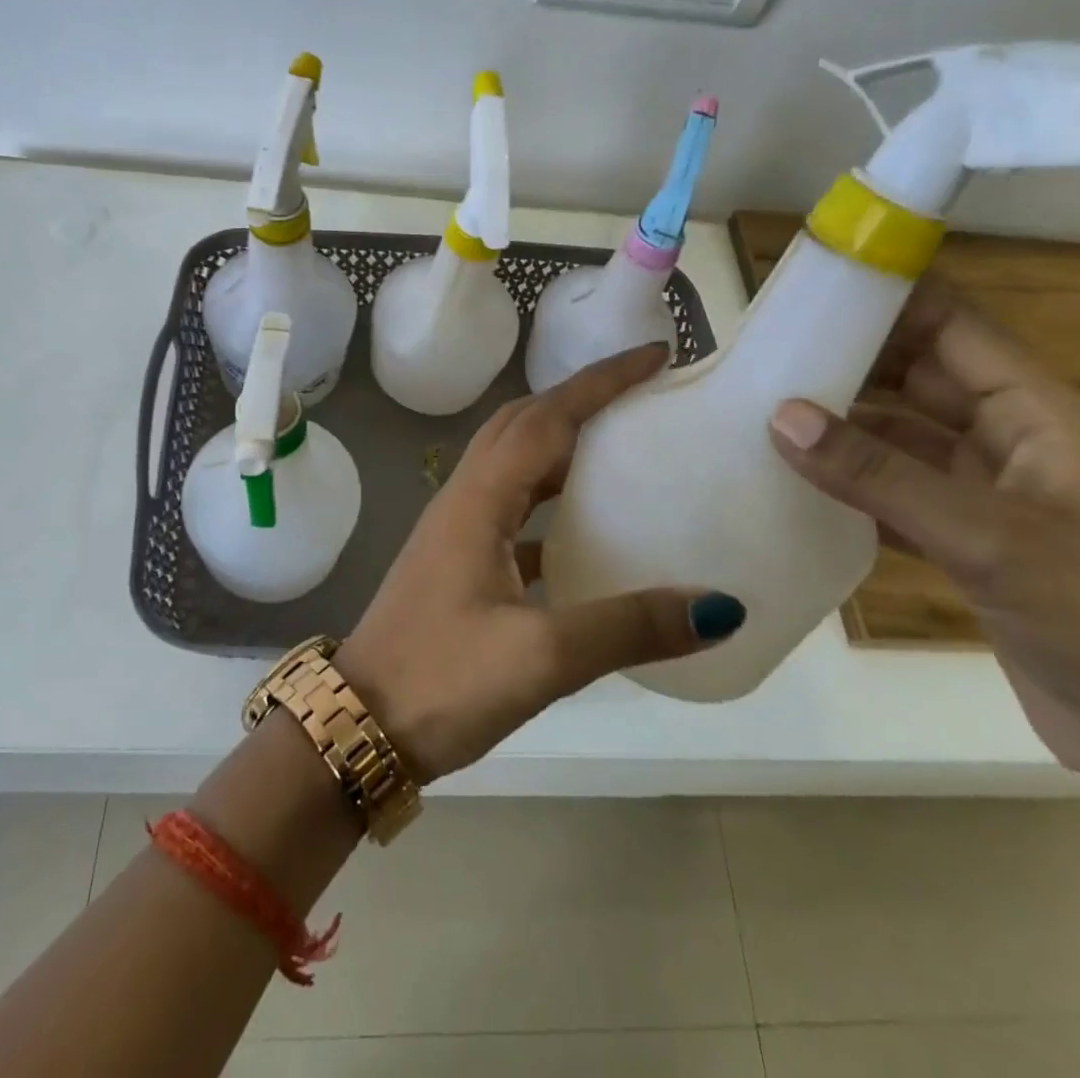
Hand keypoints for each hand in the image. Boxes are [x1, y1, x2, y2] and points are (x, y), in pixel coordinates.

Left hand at [337, 343, 746, 781]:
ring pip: (514, 463)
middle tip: (641, 395)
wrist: (359, 723)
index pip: (546, 418)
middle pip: (524, 425)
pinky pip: (511, 507)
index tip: (653, 356)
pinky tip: (584, 529)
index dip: (599, 382)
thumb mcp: (541, 657)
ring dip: (562, 443)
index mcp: (479, 501)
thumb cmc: (442, 680)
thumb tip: (719, 606)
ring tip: (620, 446)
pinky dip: (549, 499)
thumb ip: (628, 627)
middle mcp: (464, 499)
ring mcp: (456, 530)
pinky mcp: (458, 561)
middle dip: (580, 398)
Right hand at [767, 283, 1079, 789]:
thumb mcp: (987, 535)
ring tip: (758, 416)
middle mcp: (1006, 439)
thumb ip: (879, 474)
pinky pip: (891, 491)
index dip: (886, 301)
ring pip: (897, 438)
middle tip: (761, 358)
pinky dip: (846, 485)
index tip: (805, 295)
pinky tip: (792, 485)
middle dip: (846, 364)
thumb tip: (780, 416)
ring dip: (839, 428)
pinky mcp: (961, 540)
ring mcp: (982, 492)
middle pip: (915, 378)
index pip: (950, 327)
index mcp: (1034, 412)